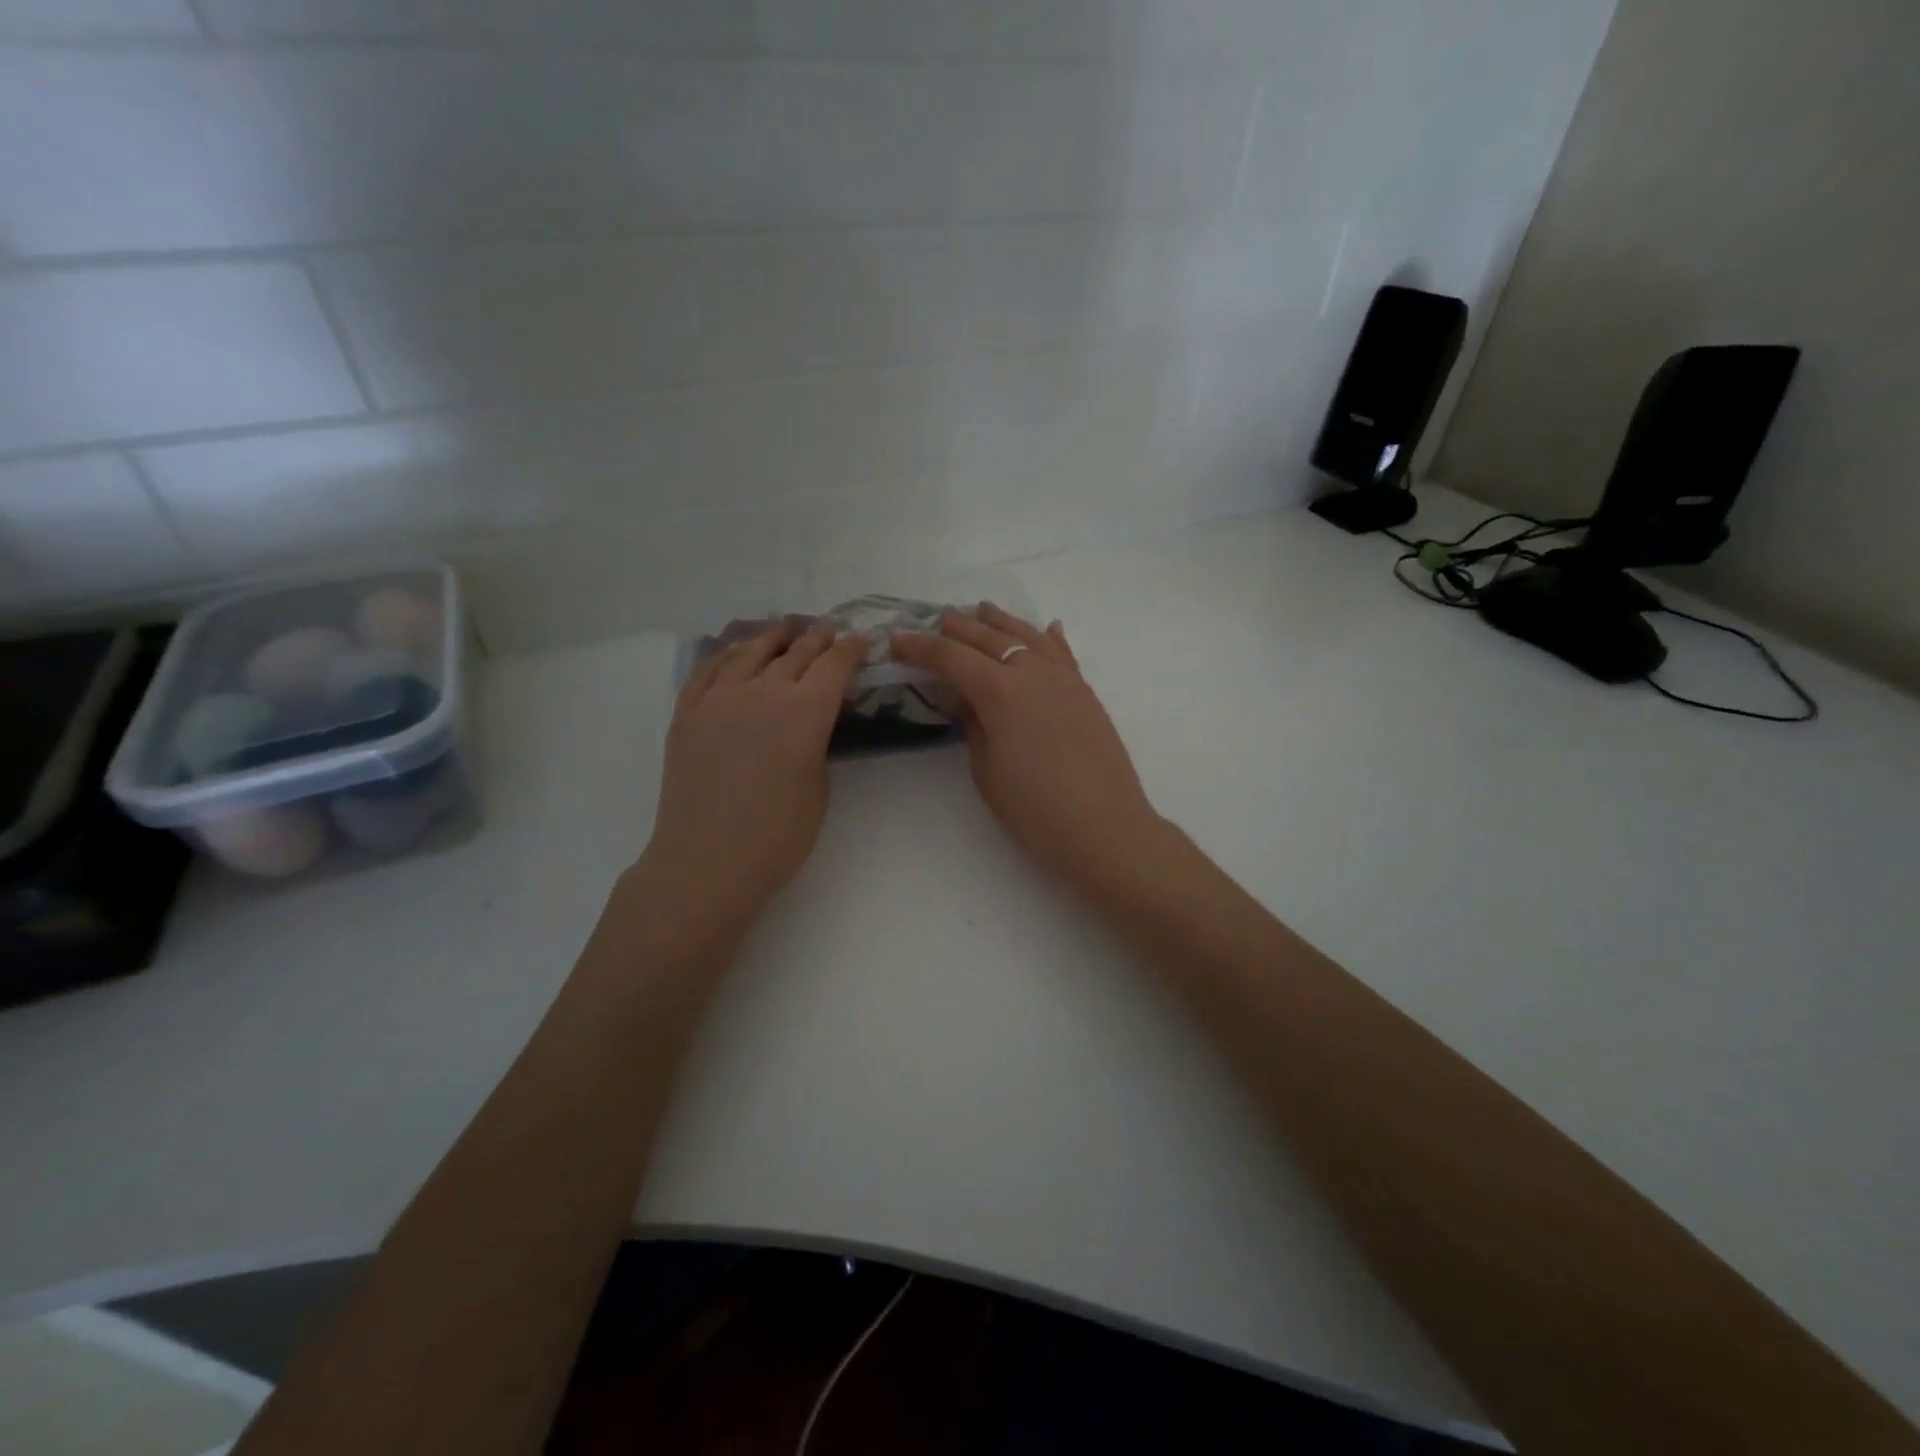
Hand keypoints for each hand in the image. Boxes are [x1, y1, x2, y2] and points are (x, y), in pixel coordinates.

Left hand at [631, 620, 866, 940]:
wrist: (706, 862)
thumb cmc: (777, 837)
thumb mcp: (818, 788)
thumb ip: (817, 744)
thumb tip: (808, 724)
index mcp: (805, 711)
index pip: (834, 665)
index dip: (850, 650)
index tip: (860, 640)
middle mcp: (763, 691)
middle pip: (795, 652)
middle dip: (817, 638)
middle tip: (828, 628)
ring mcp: (719, 698)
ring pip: (749, 651)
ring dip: (772, 636)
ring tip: (783, 627)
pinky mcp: (687, 713)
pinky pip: (707, 669)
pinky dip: (725, 653)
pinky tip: (733, 651)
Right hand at [890, 604, 1168, 896]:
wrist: (1104, 828)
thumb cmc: (1034, 809)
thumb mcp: (986, 769)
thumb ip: (973, 724)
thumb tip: (967, 697)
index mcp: (1000, 691)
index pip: (951, 657)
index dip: (920, 647)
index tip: (897, 640)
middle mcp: (1032, 672)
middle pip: (989, 638)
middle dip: (958, 628)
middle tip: (936, 620)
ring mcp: (1064, 679)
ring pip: (1028, 636)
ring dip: (1002, 621)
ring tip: (983, 610)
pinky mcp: (1085, 693)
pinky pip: (1063, 654)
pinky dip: (1049, 638)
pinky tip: (1047, 628)